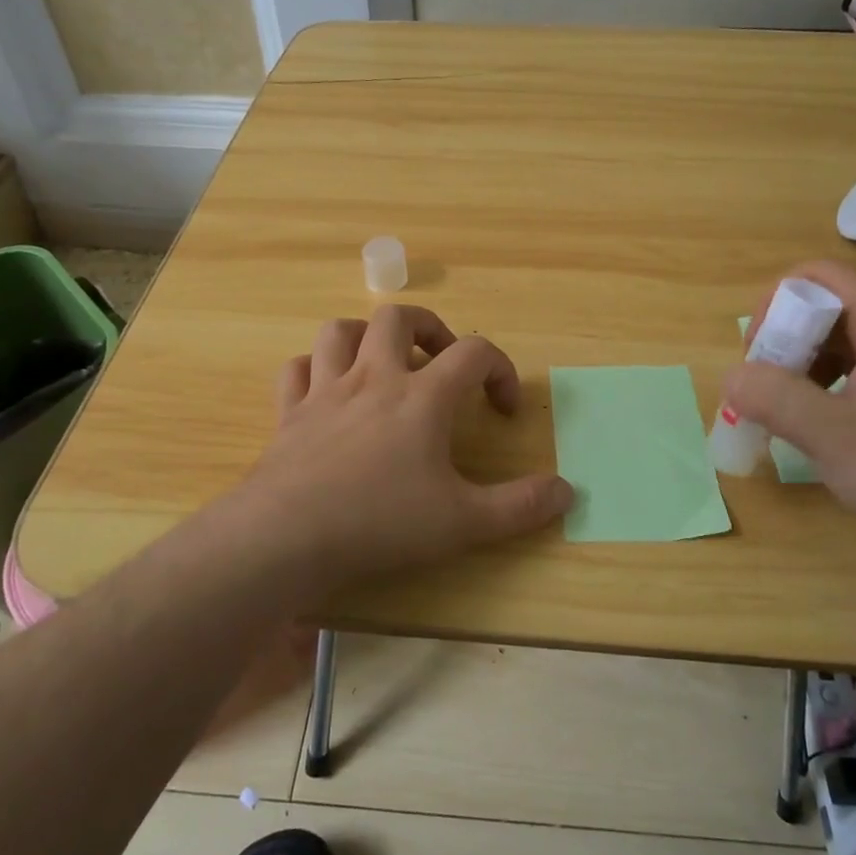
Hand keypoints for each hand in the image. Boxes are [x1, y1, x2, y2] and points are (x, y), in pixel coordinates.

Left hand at [240, 305, 572, 582]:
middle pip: (399, 318)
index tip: (504, 408)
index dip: (500, 369)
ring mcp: (325, 391)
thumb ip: (520, 507)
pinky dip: (313, 371)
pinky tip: (326, 391)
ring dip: (365, 337)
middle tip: (441, 363)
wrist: (287, 536)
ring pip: (340, 331)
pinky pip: (296, 370)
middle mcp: (373, 378)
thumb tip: (568, 491)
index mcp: (422, 396)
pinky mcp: (289, 413)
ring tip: (382, 364)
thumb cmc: (381, 522)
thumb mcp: (464, 522)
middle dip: (428, 329)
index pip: (474, 353)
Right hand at [721, 261, 855, 578]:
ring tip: (794, 420)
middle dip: (787, 346)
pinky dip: (839, 394)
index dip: (775, 307)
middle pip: (831, 311)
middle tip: (768, 397)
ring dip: (809, 374)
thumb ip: (773, 399)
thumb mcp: (834, 438)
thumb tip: (732, 377)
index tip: (759, 360)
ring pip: (850, 347)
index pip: (817, 277)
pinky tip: (836, 437)